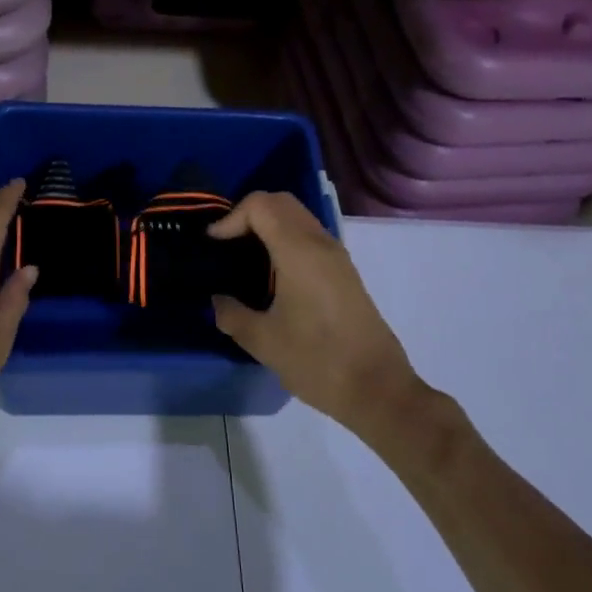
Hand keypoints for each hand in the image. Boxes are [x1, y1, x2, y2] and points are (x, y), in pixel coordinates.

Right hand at [209, 192, 421, 436]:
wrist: (378, 389)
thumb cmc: (317, 361)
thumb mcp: (264, 342)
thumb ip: (232, 314)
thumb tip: (217, 300)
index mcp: (299, 251)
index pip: (260, 205)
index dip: (231, 218)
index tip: (213, 246)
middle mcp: (320, 243)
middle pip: (280, 202)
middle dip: (247, 214)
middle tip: (226, 244)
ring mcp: (337, 256)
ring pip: (297, 216)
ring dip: (268, 225)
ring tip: (244, 257)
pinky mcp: (344, 272)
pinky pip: (309, 236)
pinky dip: (285, 238)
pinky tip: (272, 275)